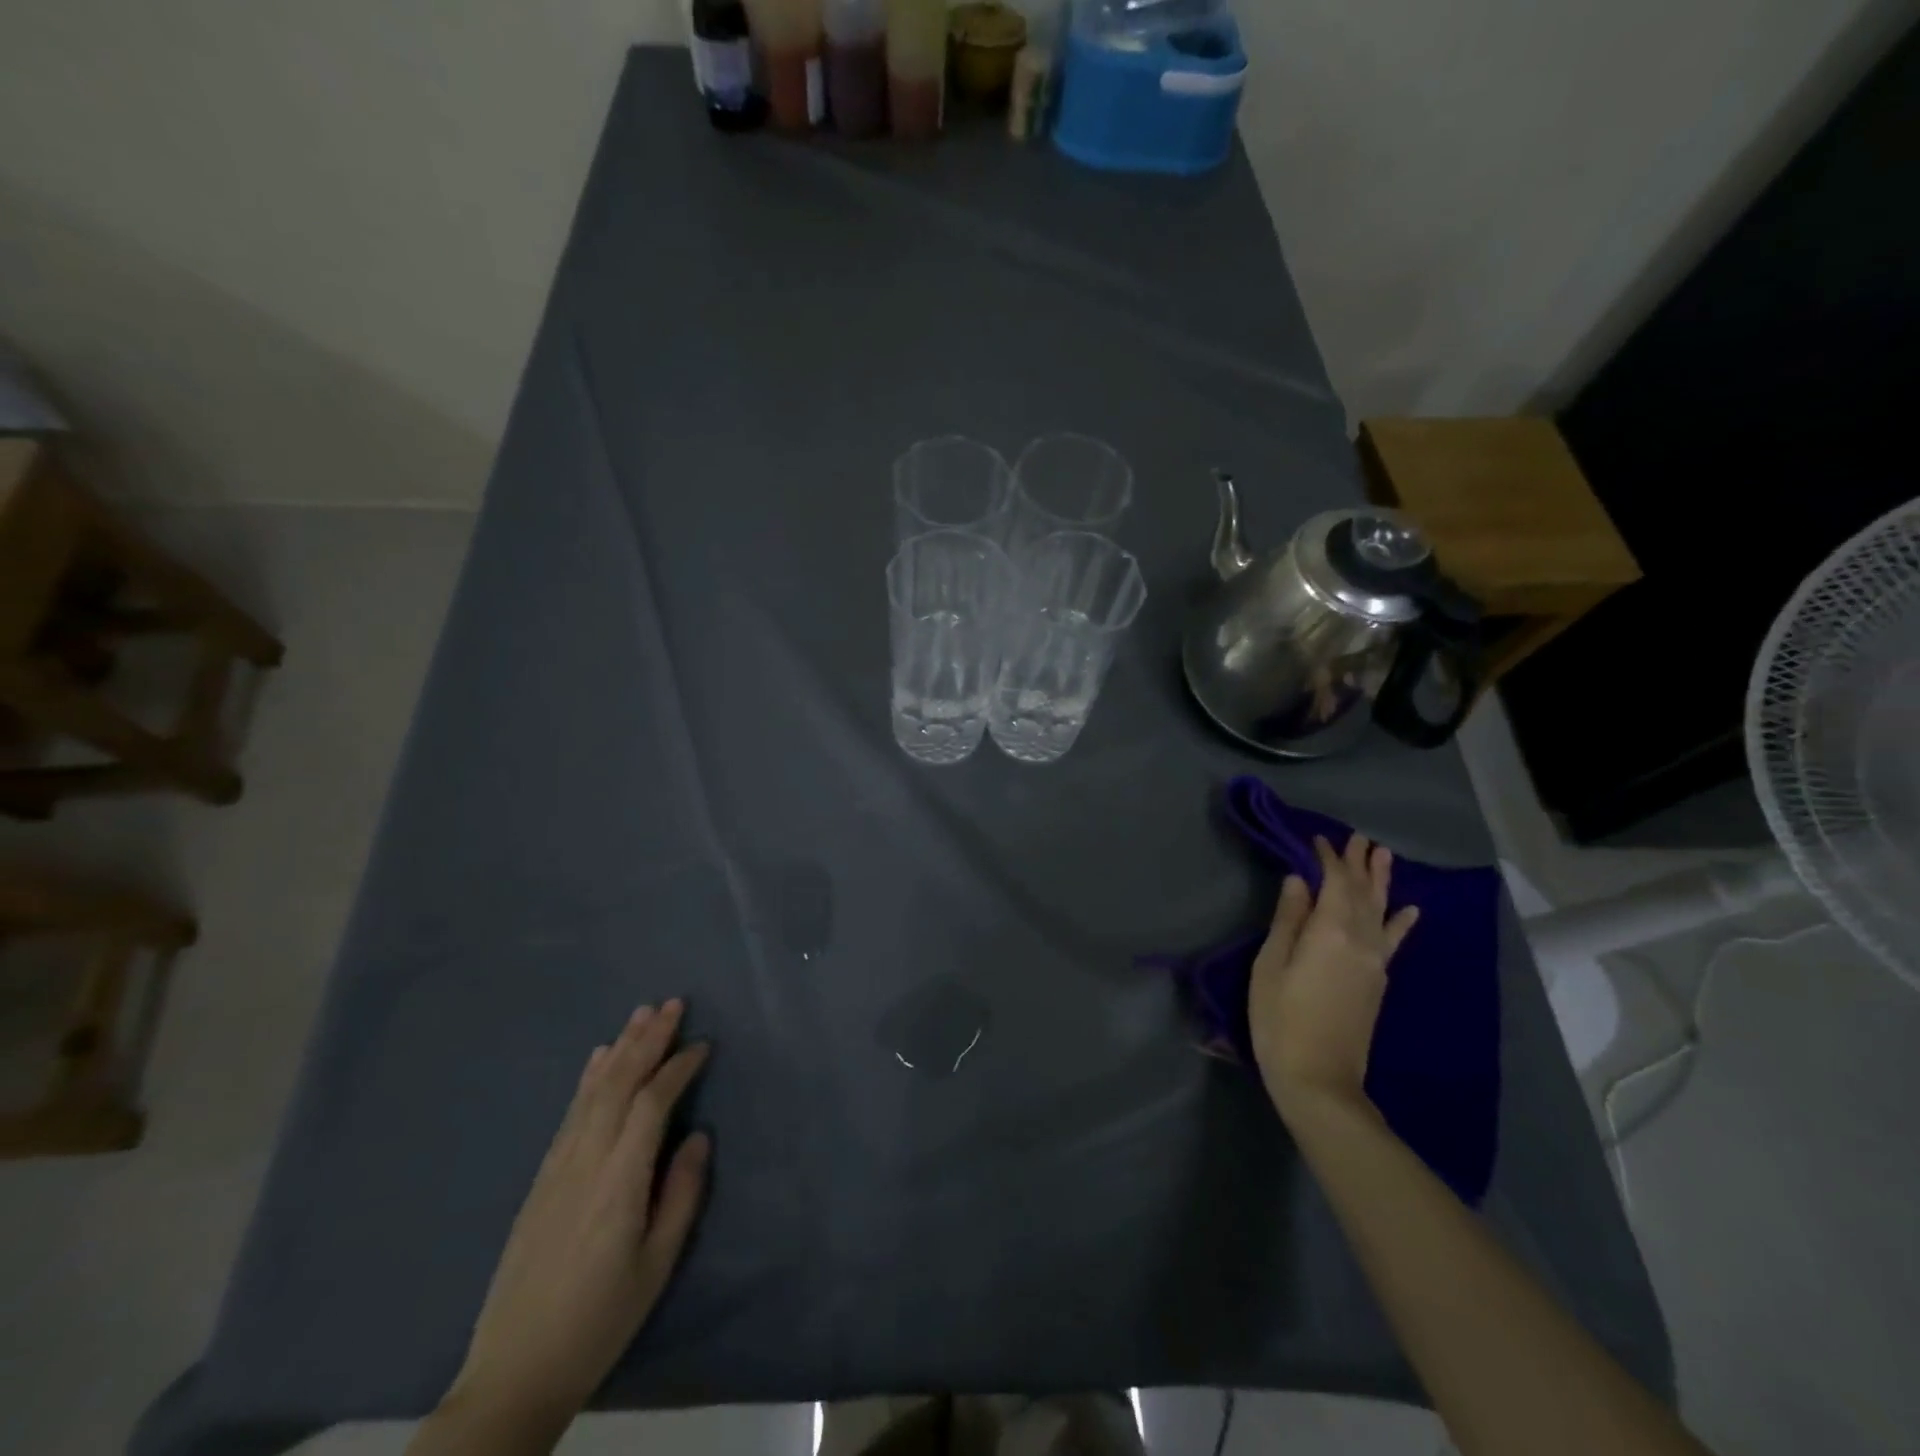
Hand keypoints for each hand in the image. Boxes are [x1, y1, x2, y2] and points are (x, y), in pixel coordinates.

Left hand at [446, 1000, 710, 1428]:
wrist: (515, 1371)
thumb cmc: (601, 1320)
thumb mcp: (656, 1264)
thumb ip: (681, 1194)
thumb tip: (697, 1136)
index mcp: (619, 1180)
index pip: (652, 1103)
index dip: (678, 1068)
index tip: (703, 1044)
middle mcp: (585, 1160)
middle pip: (619, 1083)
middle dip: (648, 1039)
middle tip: (674, 1004)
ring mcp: (558, 1166)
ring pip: (592, 1091)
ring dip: (620, 1047)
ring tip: (642, 1013)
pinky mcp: (541, 1177)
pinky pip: (570, 1112)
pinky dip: (588, 1077)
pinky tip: (598, 1057)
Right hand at [1248, 834, 1418, 1119]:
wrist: (1319, 1079)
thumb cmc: (1280, 1019)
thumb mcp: (1270, 966)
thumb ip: (1287, 920)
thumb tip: (1297, 881)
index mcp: (1330, 932)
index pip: (1334, 883)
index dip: (1328, 859)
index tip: (1318, 838)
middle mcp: (1360, 941)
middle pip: (1362, 893)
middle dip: (1359, 864)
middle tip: (1359, 837)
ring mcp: (1374, 963)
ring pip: (1381, 911)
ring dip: (1382, 882)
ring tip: (1384, 856)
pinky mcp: (1378, 982)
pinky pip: (1393, 941)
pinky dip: (1401, 923)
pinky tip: (1409, 910)